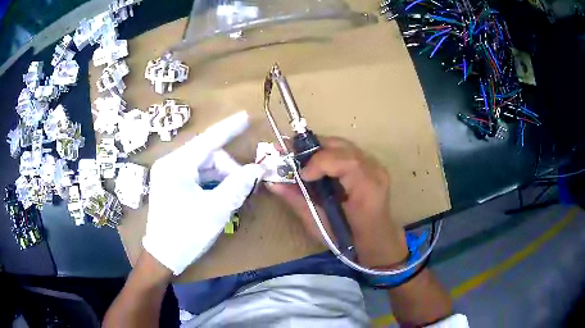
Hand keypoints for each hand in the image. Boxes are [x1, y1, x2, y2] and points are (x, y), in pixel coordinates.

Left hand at [143, 112, 264, 274]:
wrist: (163, 256)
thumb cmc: (186, 234)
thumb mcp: (215, 210)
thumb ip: (237, 186)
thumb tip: (257, 169)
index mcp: (176, 166)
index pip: (208, 140)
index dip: (229, 128)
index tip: (246, 116)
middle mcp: (170, 164)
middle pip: (207, 155)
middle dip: (228, 168)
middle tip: (245, 185)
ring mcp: (169, 174)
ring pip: (203, 165)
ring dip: (221, 177)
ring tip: (233, 194)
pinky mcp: (171, 183)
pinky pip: (197, 175)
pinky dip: (212, 182)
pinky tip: (220, 194)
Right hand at [267, 137, 407, 266]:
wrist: (376, 241)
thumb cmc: (348, 240)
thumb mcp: (320, 224)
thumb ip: (297, 200)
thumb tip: (273, 182)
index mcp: (367, 190)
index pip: (345, 161)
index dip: (319, 161)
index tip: (301, 174)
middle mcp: (375, 172)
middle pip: (343, 146)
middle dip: (314, 148)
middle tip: (292, 156)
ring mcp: (376, 167)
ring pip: (344, 145)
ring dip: (320, 149)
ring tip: (302, 159)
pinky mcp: (372, 166)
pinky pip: (347, 151)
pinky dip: (329, 153)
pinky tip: (318, 163)